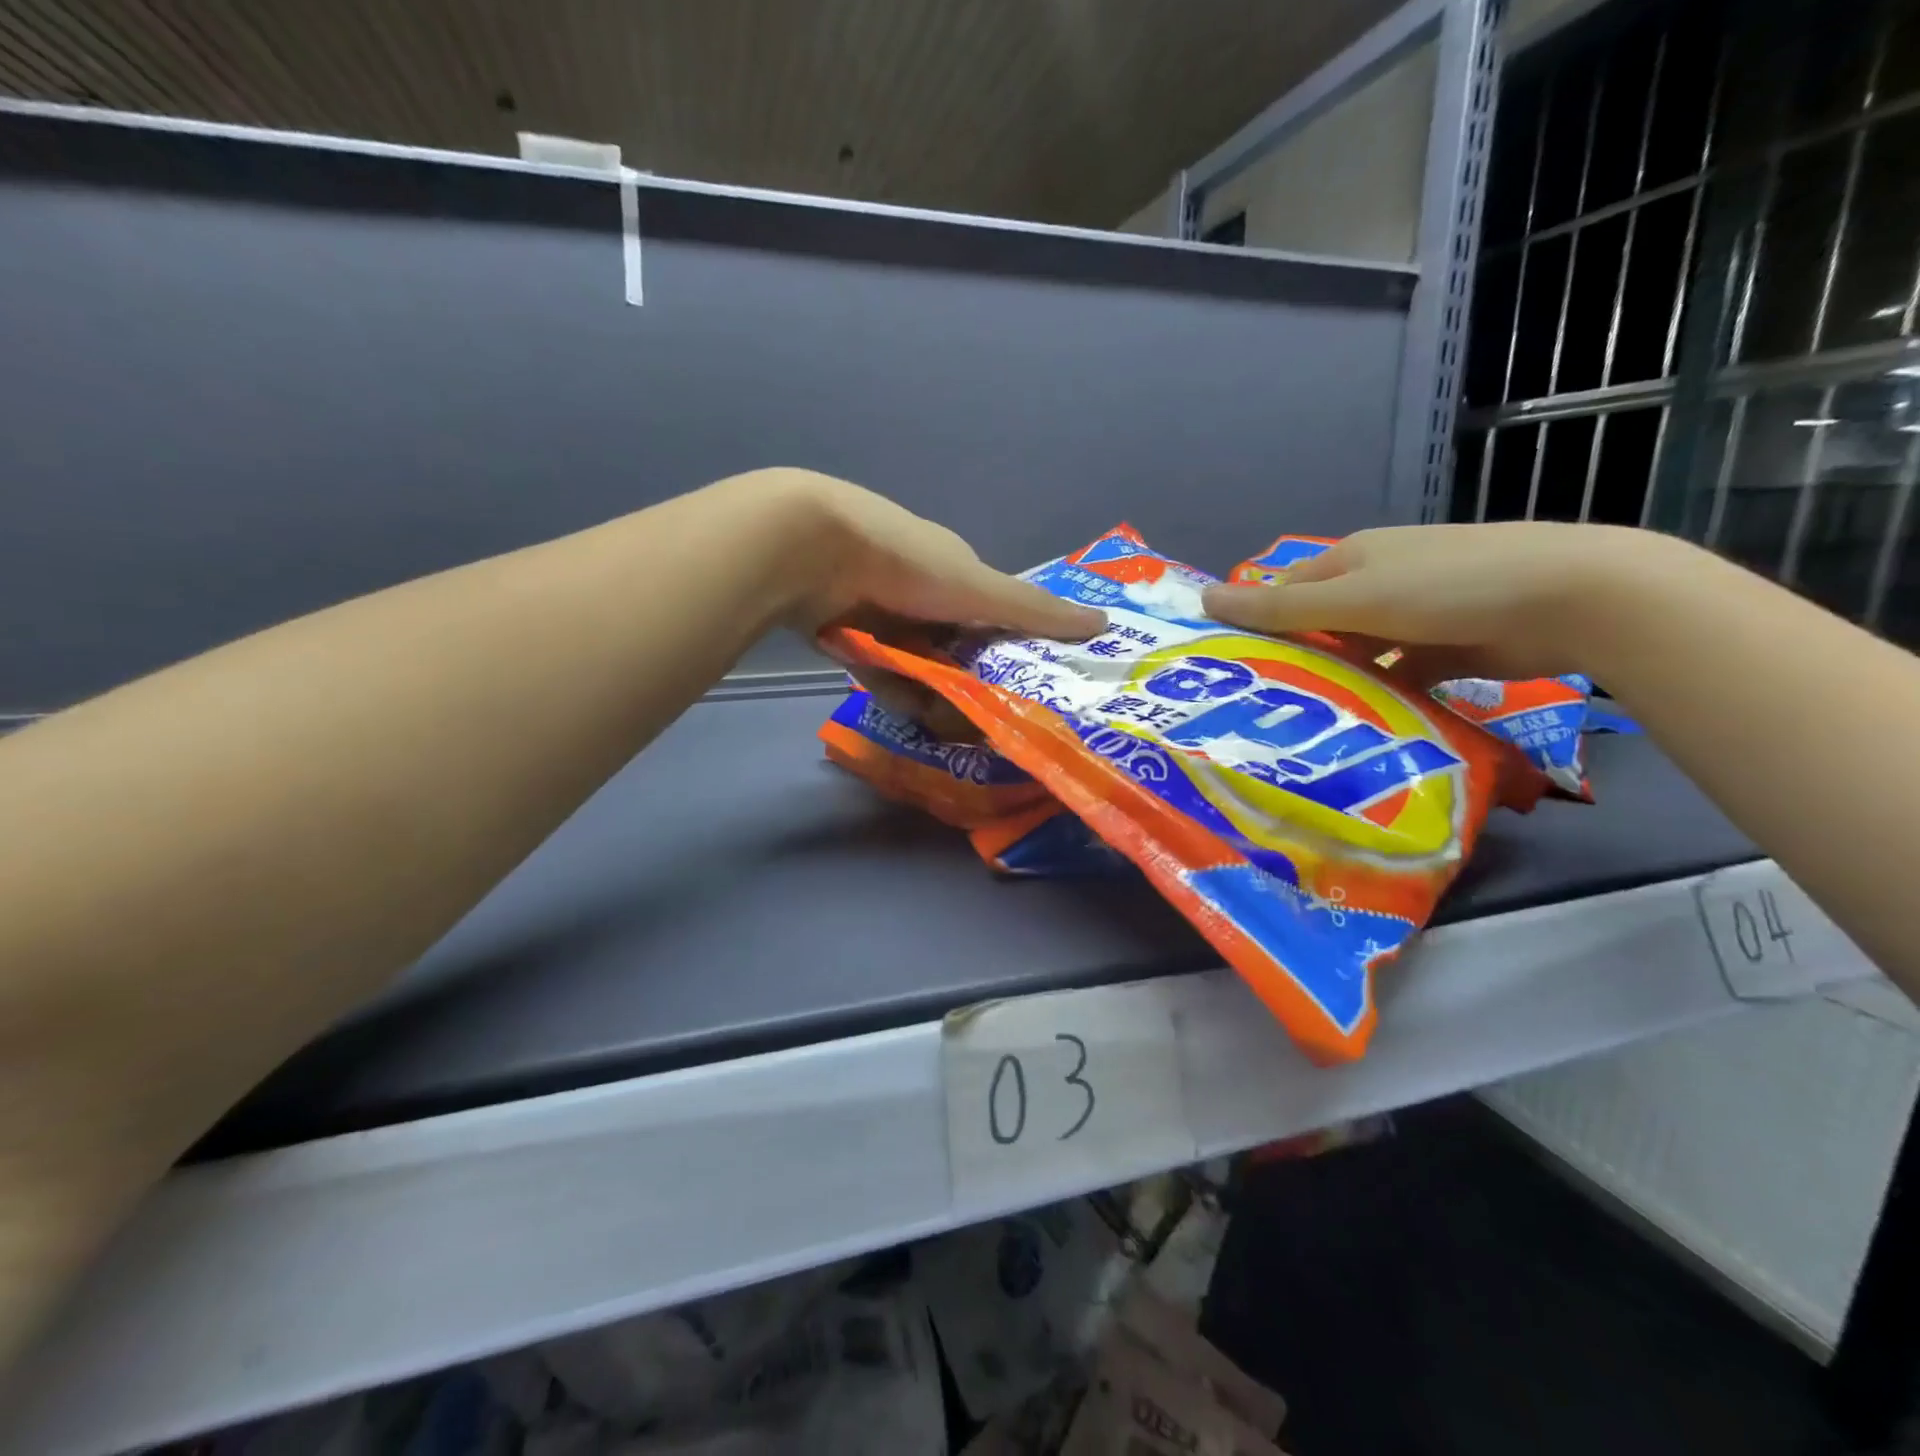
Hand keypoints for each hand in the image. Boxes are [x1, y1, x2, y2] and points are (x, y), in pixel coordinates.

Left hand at [731, 469, 1104, 723]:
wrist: (811, 549)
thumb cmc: (907, 562)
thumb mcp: (978, 589)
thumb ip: (1035, 611)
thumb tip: (1105, 623)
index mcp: (955, 571)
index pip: (992, 617)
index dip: (1008, 651)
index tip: (1023, 687)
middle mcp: (920, 592)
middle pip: (953, 648)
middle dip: (965, 681)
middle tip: (981, 718)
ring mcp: (881, 614)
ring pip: (916, 665)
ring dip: (927, 690)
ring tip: (943, 720)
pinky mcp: (846, 635)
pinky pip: (879, 670)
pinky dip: (890, 685)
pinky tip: (903, 703)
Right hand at [1201, 521, 1671, 683]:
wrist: (1571, 598)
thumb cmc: (1446, 587)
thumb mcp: (1353, 597)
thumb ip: (1279, 607)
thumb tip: (1203, 598)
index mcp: (1354, 558)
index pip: (1287, 590)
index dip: (1258, 622)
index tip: (1232, 666)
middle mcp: (1381, 582)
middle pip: (1321, 623)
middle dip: (1296, 658)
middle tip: (1258, 704)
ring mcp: (1417, 616)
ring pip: (1359, 653)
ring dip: (1338, 681)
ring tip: (1299, 723)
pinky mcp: (1448, 649)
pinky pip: (1398, 675)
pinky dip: (1382, 695)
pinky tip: (1359, 726)